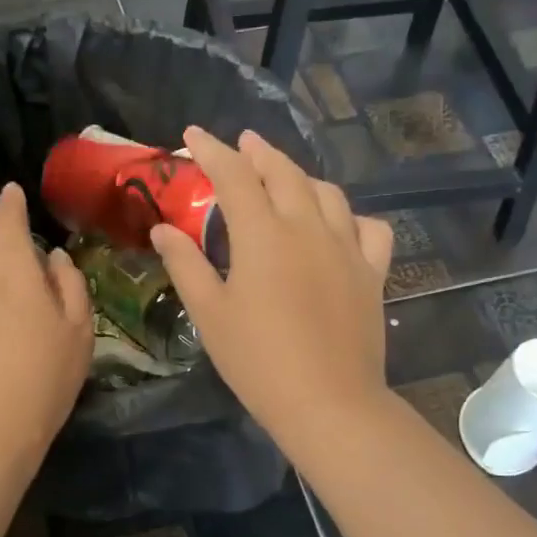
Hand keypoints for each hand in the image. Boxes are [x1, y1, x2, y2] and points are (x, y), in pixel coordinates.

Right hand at [150, 127, 393, 450]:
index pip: (233, 175)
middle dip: (258, 152)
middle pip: (284, 173)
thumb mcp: (210, 314)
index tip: (192, 135)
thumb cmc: (258, 361)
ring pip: (327, 193)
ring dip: (301, 176)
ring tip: (285, 176)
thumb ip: (185, 264)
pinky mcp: (373, 272)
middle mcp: (308, 227)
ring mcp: (346, 247)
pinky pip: (368, 228)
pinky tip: (339, 224)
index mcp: (263, 234)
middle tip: (241, 143)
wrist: (328, 402)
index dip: (211, 150)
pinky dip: (350, 216)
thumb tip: (163, 228)